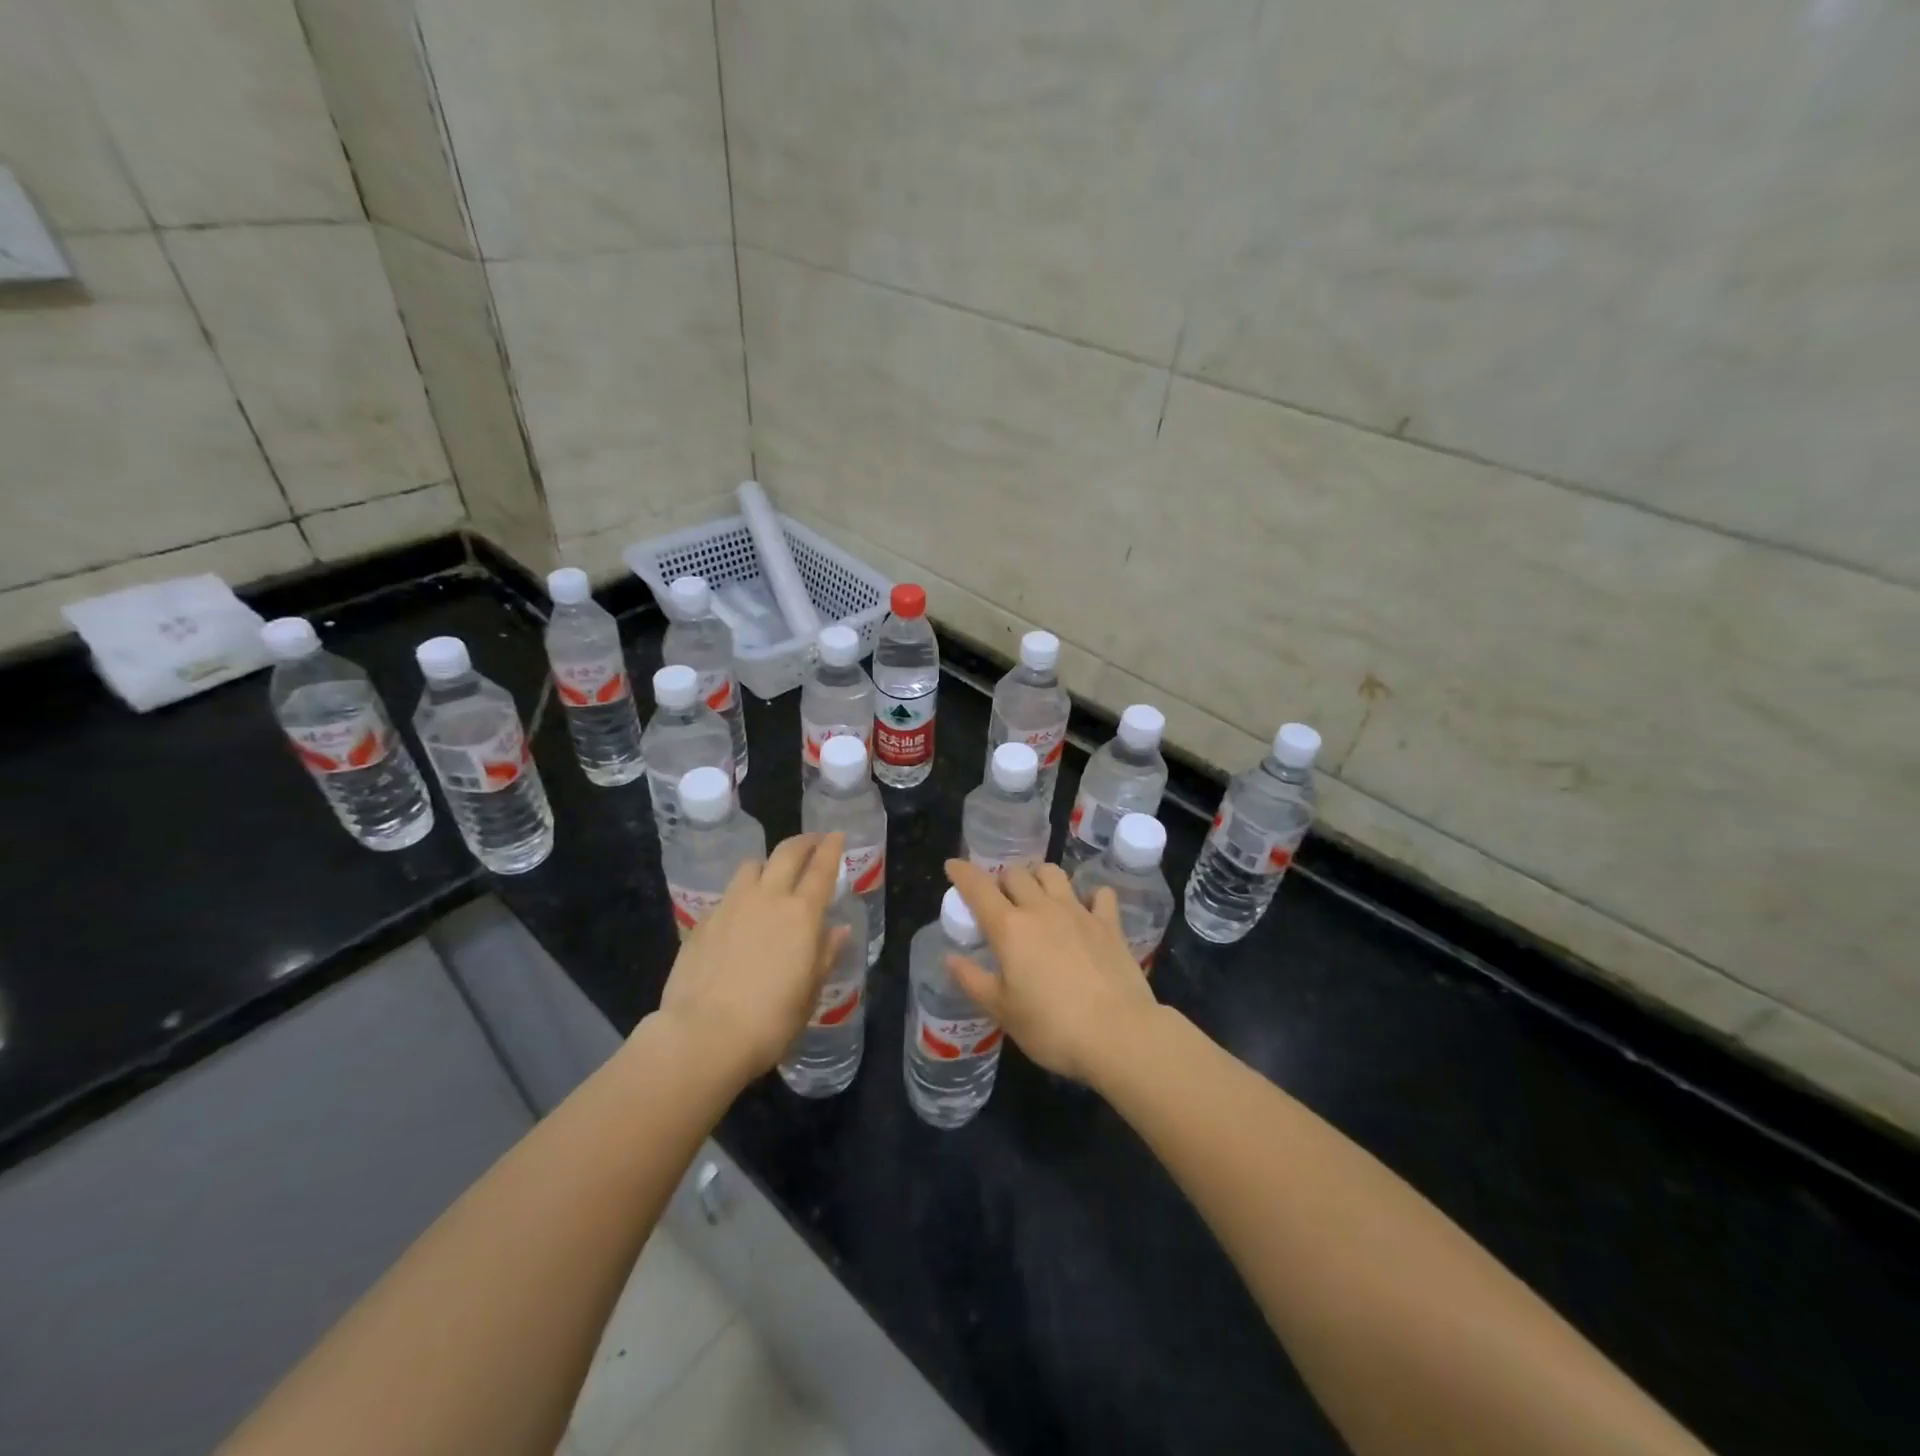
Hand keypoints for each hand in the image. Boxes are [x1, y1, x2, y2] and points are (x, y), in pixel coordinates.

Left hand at [655, 832, 847, 1082]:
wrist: (703, 1034)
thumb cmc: (770, 1020)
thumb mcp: (809, 992)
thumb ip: (825, 955)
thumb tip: (839, 930)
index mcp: (802, 914)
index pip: (822, 868)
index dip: (831, 848)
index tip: (836, 835)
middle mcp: (768, 898)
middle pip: (787, 853)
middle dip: (803, 842)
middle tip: (813, 842)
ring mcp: (731, 906)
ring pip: (752, 866)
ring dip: (768, 864)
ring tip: (772, 876)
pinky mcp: (703, 921)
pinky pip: (728, 894)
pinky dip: (741, 894)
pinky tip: (741, 915)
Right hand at [943, 860, 1161, 1084]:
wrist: (1118, 1034)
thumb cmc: (1052, 1027)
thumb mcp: (1002, 1011)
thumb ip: (973, 980)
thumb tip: (951, 958)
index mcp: (1009, 928)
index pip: (978, 888)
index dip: (962, 872)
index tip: (953, 865)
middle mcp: (1041, 909)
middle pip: (1015, 873)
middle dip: (1001, 878)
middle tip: (998, 897)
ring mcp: (1078, 912)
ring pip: (1053, 873)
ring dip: (1038, 876)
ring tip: (1036, 893)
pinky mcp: (1109, 924)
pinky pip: (1099, 894)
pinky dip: (1089, 896)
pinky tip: (1086, 910)